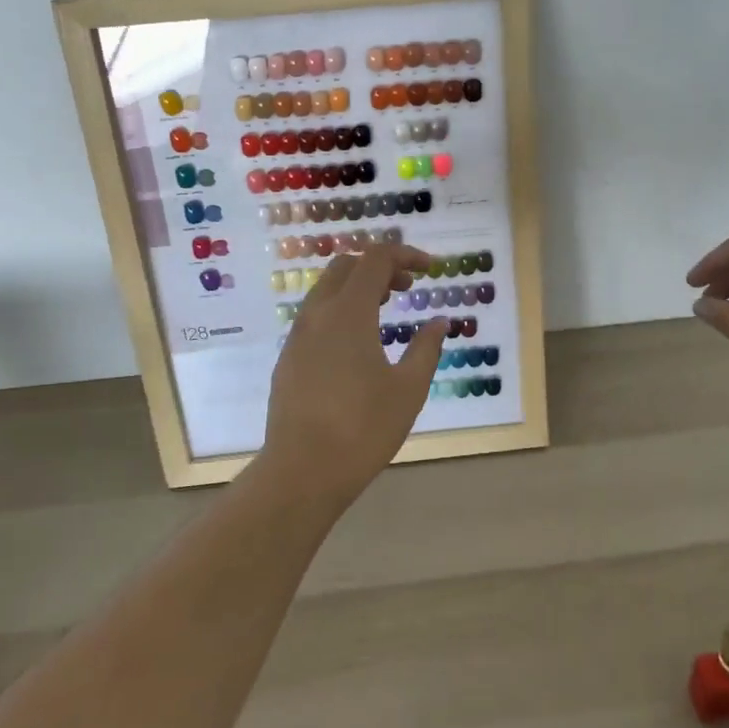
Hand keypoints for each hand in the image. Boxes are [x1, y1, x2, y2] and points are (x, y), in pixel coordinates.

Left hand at [258, 243, 446, 510]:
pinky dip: (341, 310)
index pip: (375, 259)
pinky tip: (358, 344)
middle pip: (346, 266)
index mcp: (349, 312)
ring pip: (327, 290)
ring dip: (358, 288)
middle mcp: (318, 314)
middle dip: (379, 266)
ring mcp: (298, 337)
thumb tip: (440, 322)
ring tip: (386, 311)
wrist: (301, 472)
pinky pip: (316, 316)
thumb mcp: (409, 388)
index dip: (405, 255)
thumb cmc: (363, 428)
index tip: (430, 268)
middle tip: (407, 287)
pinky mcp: (288, 359)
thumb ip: (426, 348)